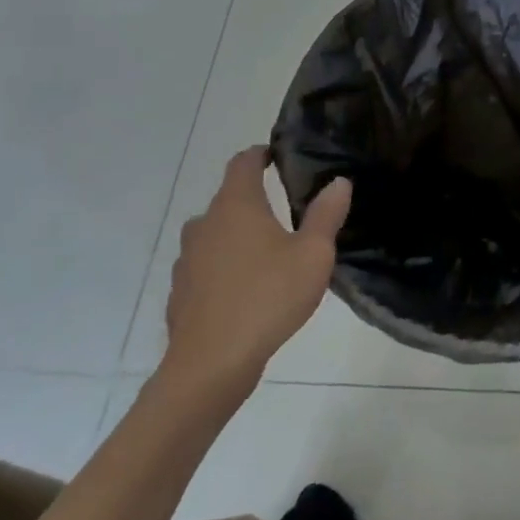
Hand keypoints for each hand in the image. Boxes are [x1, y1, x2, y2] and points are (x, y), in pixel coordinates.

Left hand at [160, 147, 350, 402]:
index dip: (261, 154)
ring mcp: (187, 259)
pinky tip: (247, 289)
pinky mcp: (181, 292)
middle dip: (256, 200)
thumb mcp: (313, 255)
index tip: (280, 157)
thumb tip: (338, 182)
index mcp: (237, 206)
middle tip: (289, 212)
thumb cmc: (268, 298)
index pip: (243, 162)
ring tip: (269, 253)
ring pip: (216, 234)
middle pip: (229, 199)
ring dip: (239, 235)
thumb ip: (326, 214)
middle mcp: (206, 224)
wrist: (211, 365)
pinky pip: (207, 266)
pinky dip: (226, 267)